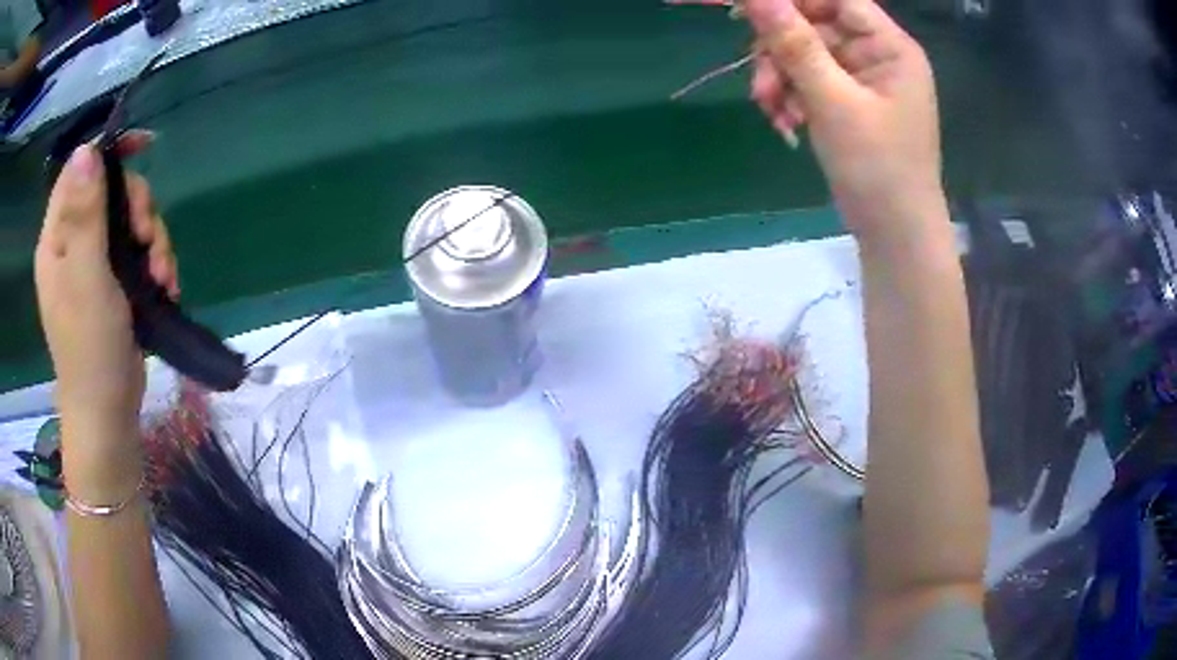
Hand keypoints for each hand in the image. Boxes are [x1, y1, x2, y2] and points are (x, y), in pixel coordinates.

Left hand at [35, 138, 177, 440]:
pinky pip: (139, 251)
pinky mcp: (113, 283)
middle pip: (111, 194)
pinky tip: (165, 286)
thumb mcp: (86, 279)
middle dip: (139, 209)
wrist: (109, 413)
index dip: (107, 152)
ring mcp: (93, 265)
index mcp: (57, 239)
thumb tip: (86, 150)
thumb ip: (84, 216)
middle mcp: (72, 245)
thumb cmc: (91, 350)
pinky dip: (156, 262)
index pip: (78, 173)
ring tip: (163, 277)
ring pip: (129, 222)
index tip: (143, 145)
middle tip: (148, 240)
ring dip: (153, 240)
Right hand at [747, 0, 946, 243]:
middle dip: (781, 51)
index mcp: (890, 47)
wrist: (895, 236)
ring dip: (780, 77)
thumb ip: (794, 44)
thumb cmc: (878, 168)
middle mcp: (877, 55)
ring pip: (806, 55)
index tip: (751, 13)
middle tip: (761, 83)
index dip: (794, 1)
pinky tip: (785, 122)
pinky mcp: (849, 103)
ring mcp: (863, 80)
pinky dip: (791, 96)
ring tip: (772, 111)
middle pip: (815, 25)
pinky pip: (810, 81)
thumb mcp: (833, 101)